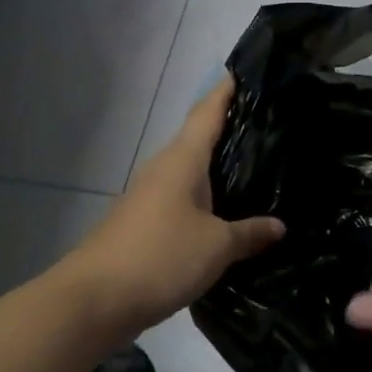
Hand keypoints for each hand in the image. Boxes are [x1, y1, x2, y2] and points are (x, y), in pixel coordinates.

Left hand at [63, 78, 283, 343]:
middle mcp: (164, 169)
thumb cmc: (159, 257)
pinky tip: (226, 212)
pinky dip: (206, 198)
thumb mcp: (216, 247)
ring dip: (218, 167)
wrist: (92, 300)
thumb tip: (279, 226)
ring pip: (191, 171)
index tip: (244, 71)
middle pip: (199, 138)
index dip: (225, 91)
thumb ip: (249, 233)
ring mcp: (150, 196)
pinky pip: (183, 198)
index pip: (207, 112)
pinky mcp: (144, 223)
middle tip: (268, 124)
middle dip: (229, 129)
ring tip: (255, 167)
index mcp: (182, 160)